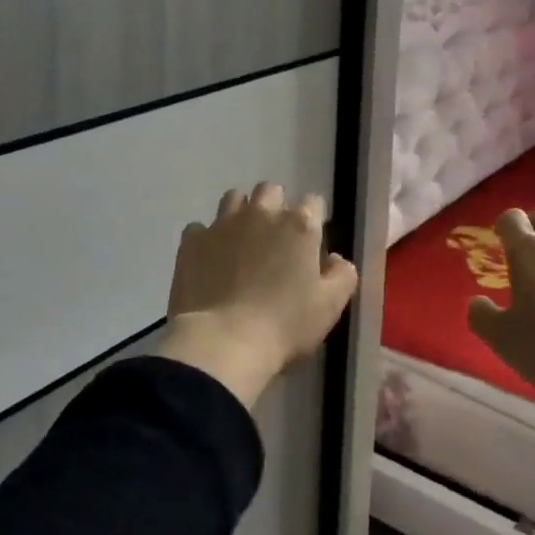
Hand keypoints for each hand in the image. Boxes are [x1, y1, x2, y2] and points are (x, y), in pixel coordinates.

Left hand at [153, 183, 358, 409]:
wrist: (222, 344)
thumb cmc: (284, 325)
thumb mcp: (330, 306)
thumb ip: (342, 275)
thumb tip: (334, 259)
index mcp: (300, 225)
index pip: (313, 202)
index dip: (313, 220)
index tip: (310, 244)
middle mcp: (262, 213)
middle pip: (271, 190)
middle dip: (275, 207)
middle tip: (274, 240)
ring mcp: (223, 224)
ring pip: (234, 198)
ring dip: (240, 213)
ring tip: (240, 242)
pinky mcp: (192, 241)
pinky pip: (199, 228)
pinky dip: (206, 239)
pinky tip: (209, 261)